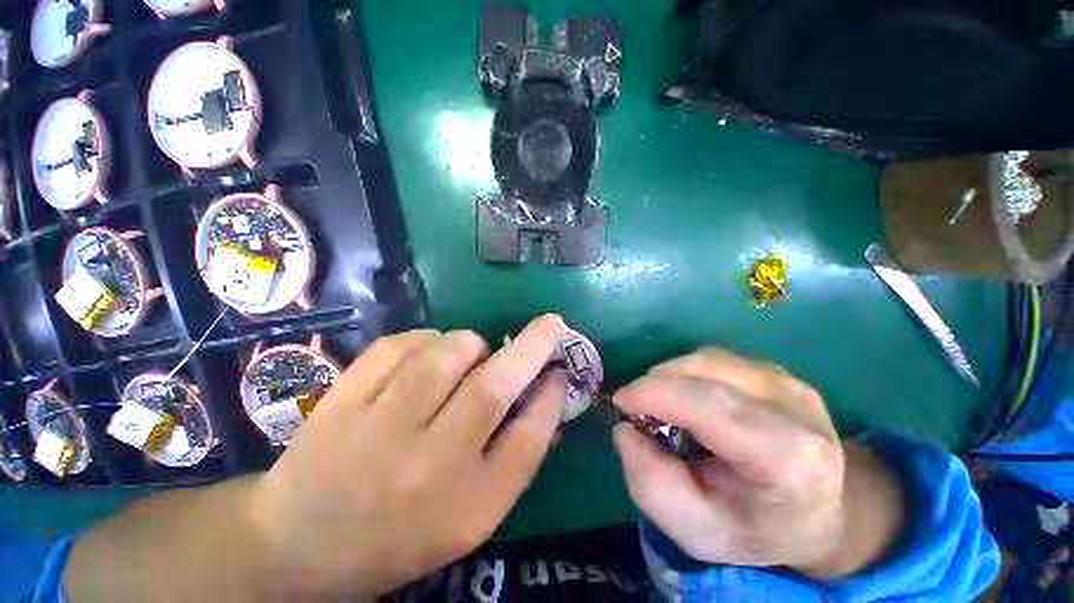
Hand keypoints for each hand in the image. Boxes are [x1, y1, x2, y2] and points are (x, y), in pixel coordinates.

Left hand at [251, 315, 569, 596]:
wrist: (301, 544)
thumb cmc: (401, 534)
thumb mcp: (472, 513)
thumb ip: (516, 454)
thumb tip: (547, 395)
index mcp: (466, 505)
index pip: (528, 439)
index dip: (552, 397)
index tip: (561, 369)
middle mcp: (428, 466)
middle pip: (493, 388)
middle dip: (533, 346)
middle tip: (551, 323)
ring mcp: (379, 429)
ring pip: (446, 354)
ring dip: (471, 343)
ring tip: (469, 356)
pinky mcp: (343, 401)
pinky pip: (400, 345)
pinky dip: (425, 339)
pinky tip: (426, 355)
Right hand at [612, 349, 903, 578]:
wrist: (824, 513)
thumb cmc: (758, 528)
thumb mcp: (697, 531)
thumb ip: (651, 484)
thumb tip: (626, 429)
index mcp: (786, 456)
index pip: (707, 403)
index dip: (653, 394)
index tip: (621, 403)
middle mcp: (794, 406)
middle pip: (703, 371)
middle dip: (656, 384)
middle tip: (638, 409)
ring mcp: (789, 382)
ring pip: (705, 359)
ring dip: (670, 376)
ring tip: (662, 405)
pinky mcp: (778, 372)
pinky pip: (715, 360)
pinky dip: (687, 374)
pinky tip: (688, 398)